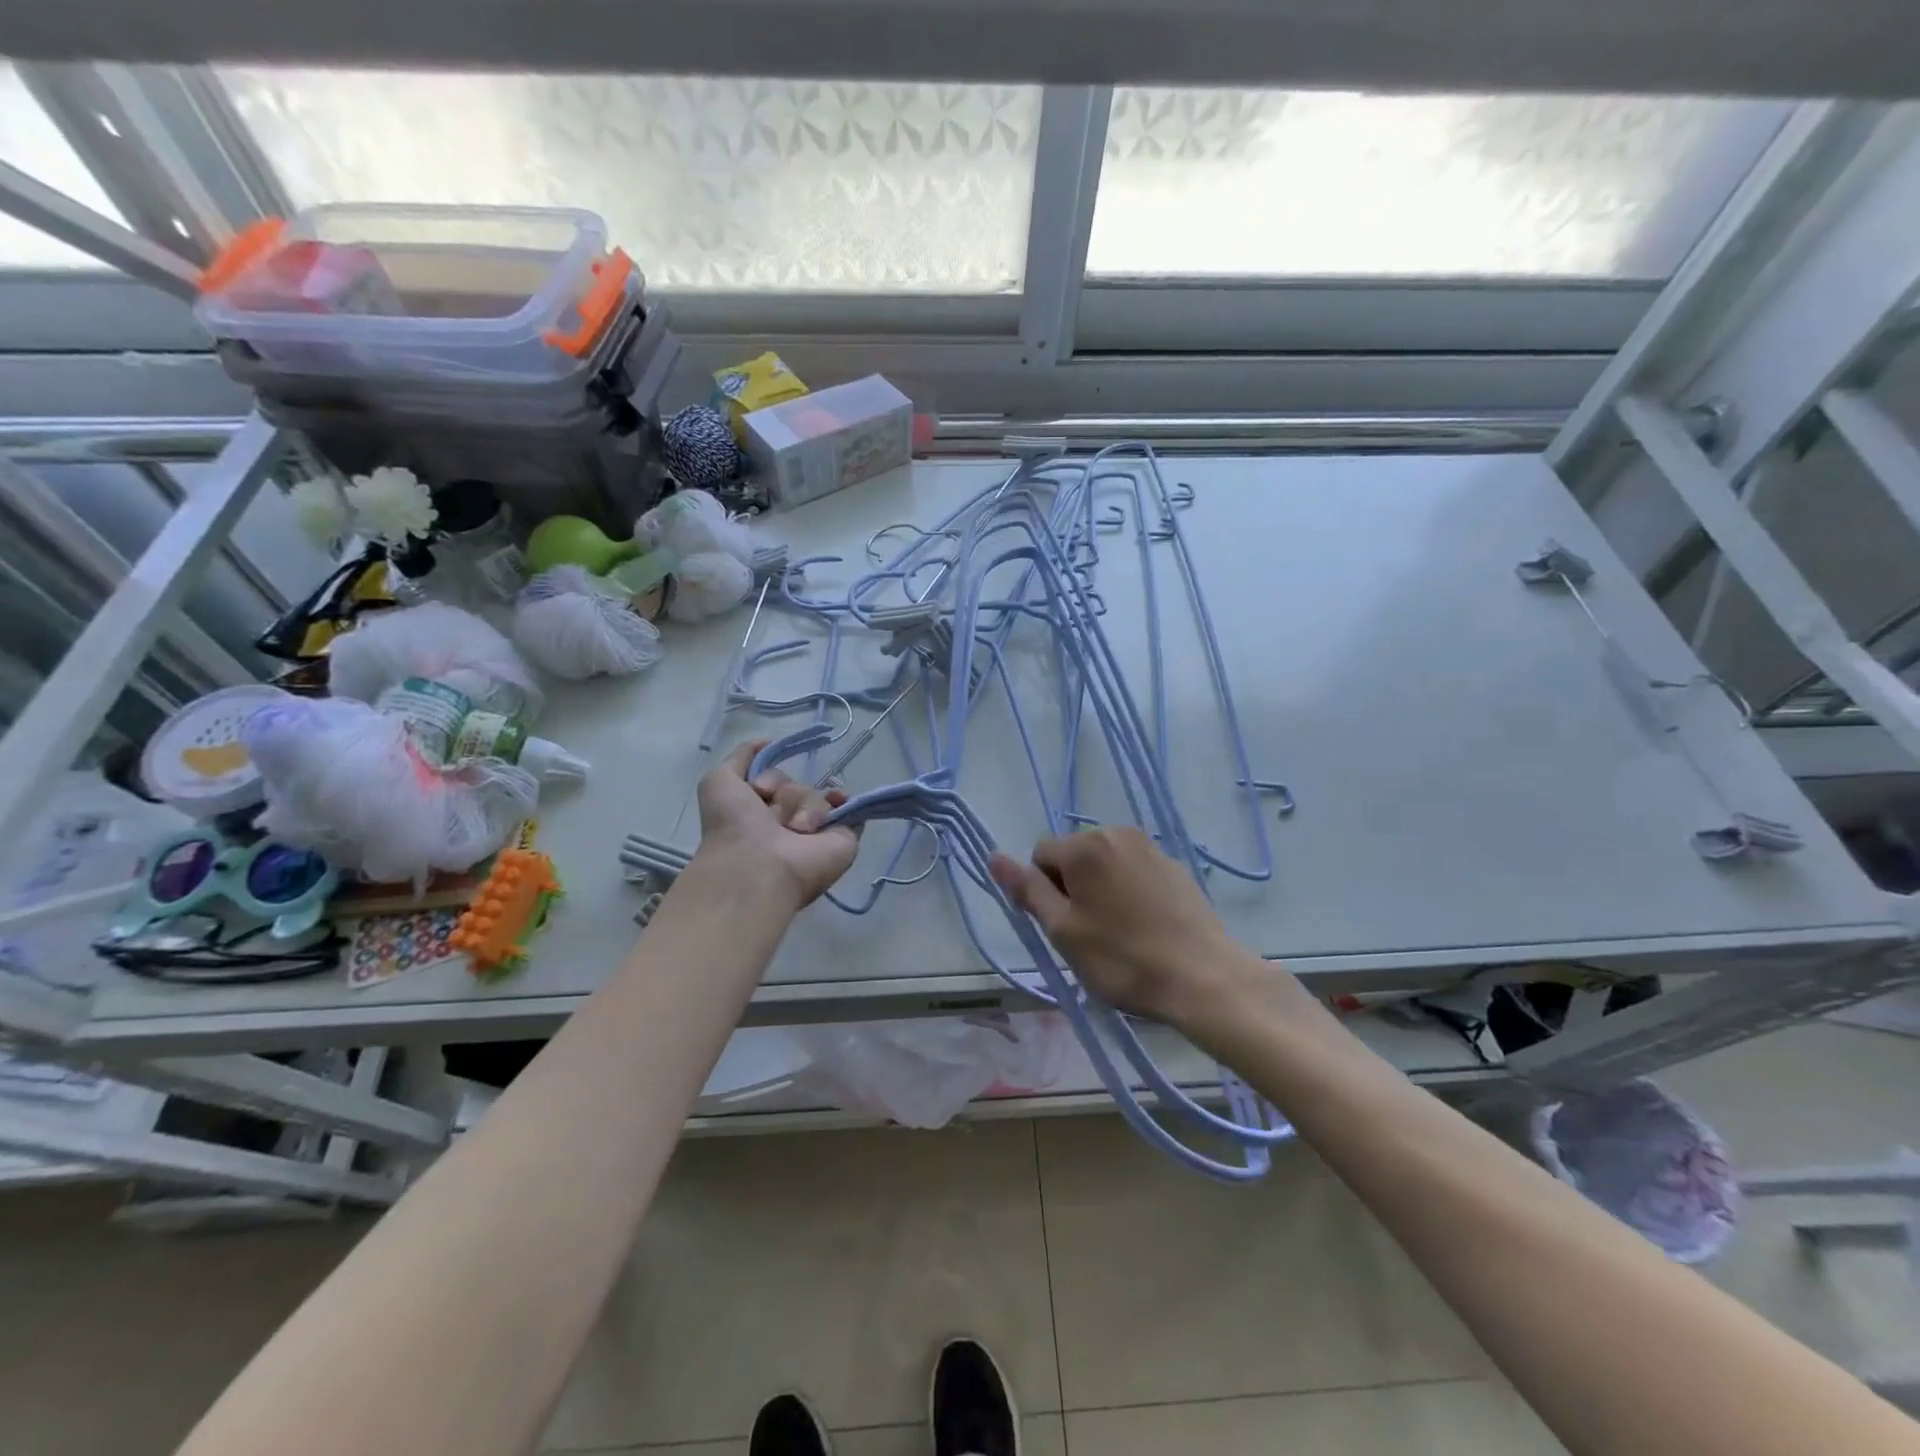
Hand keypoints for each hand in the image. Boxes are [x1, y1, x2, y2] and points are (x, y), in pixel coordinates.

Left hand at [695, 740, 860, 907]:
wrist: (759, 867)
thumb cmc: (734, 827)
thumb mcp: (719, 783)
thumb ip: (740, 758)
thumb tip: (766, 742)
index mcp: (759, 815)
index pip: (775, 782)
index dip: (768, 780)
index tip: (759, 790)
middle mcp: (787, 824)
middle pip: (797, 787)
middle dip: (786, 794)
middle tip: (773, 818)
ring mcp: (816, 833)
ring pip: (818, 796)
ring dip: (804, 807)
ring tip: (795, 831)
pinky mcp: (843, 839)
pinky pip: (851, 810)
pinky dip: (845, 803)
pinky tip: (837, 802)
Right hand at [988, 827, 1252, 1027]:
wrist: (1204, 978)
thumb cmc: (1123, 959)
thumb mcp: (1064, 931)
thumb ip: (1028, 890)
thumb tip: (994, 856)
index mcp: (1085, 846)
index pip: (1041, 856)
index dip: (1044, 893)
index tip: (1065, 927)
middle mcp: (1116, 833)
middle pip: (1073, 856)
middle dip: (1073, 888)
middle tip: (1090, 934)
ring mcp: (1150, 847)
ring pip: (1104, 864)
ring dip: (1100, 890)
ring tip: (1119, 933)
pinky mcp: (1174, 865)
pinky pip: (1134, 871)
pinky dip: (1129, 892)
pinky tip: (1145, 927)